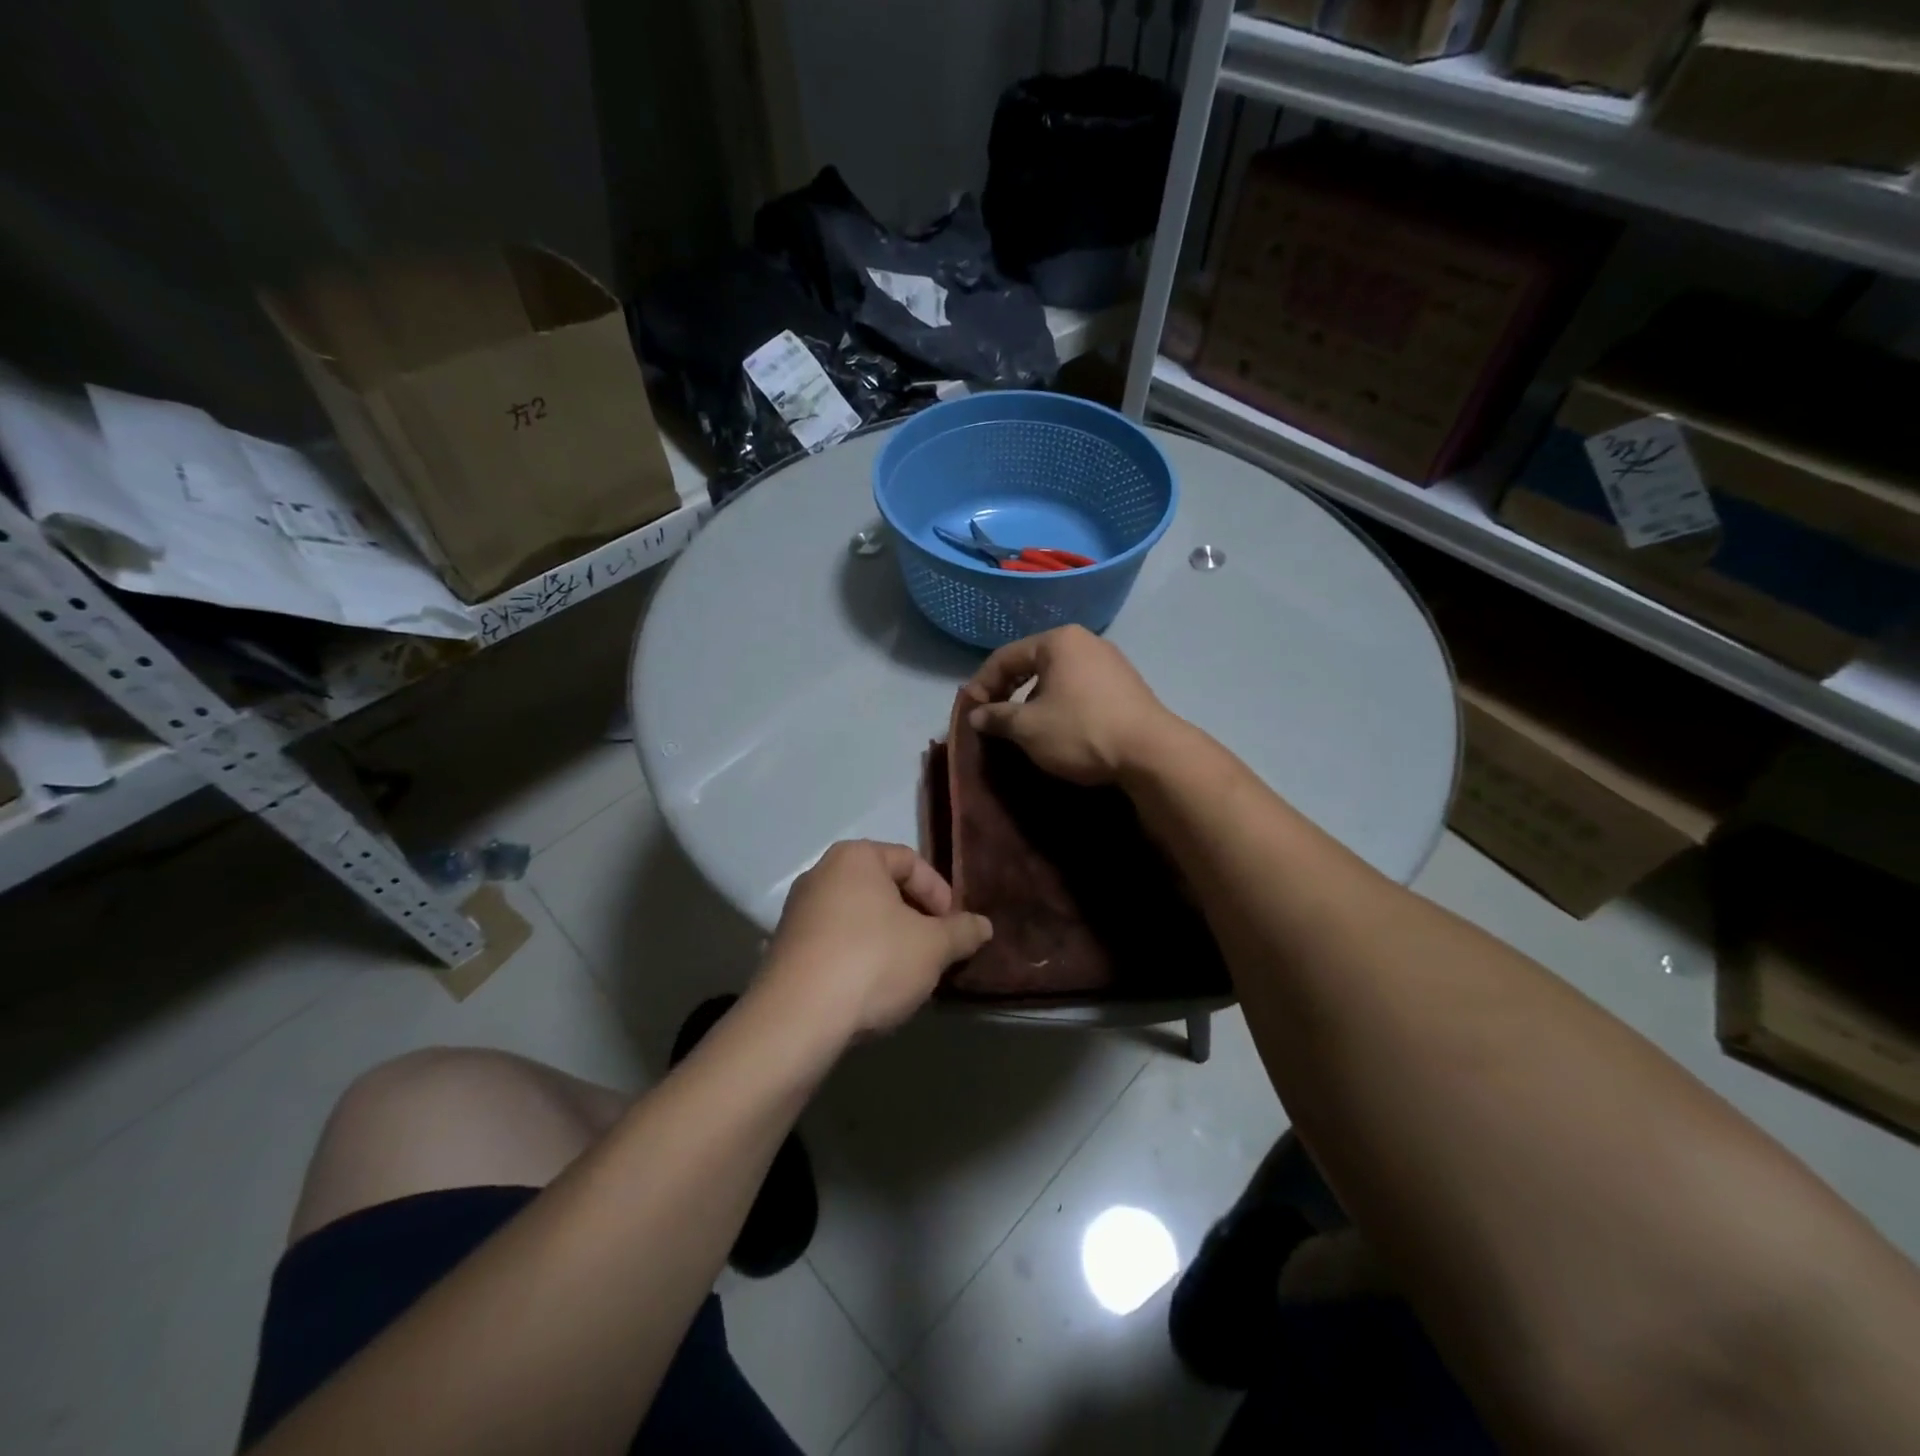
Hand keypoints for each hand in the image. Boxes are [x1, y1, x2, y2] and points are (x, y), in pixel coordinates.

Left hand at [760, 840, 991, 1039]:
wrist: (797, 1019)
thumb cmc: (873, 962)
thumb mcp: (932, 947)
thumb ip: (962, 931)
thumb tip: (984, 925)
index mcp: (855, 857)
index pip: (910, 861)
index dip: (940, 893)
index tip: (953, 928)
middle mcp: (821, 874)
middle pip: (883, 888)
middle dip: (915, 918)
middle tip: (935, 950)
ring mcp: (798, 911)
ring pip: (859, 917)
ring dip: (889, 940)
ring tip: (908, 974)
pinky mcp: (785, 948)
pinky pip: (835, 942)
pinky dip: (859, 957)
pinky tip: (872, 990)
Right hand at [962, 626, 1175, 784]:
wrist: (1150, 753)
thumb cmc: (1081, 731)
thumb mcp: (1028, 728)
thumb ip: (997, 717)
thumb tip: (977, 715)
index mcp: (1058, 641)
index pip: (1005, 657)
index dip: (982, 684)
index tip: (970, 712)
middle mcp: (1085, 642)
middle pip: (1032, 663)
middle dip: (1008, 690)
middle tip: (993, 718)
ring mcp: (1110, 662)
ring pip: (1057, 677)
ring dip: (1034, 699)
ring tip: (1023, 726)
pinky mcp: (1126, 685)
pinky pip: (1079, 688)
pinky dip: (1060, 704)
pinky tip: (1058, 728)